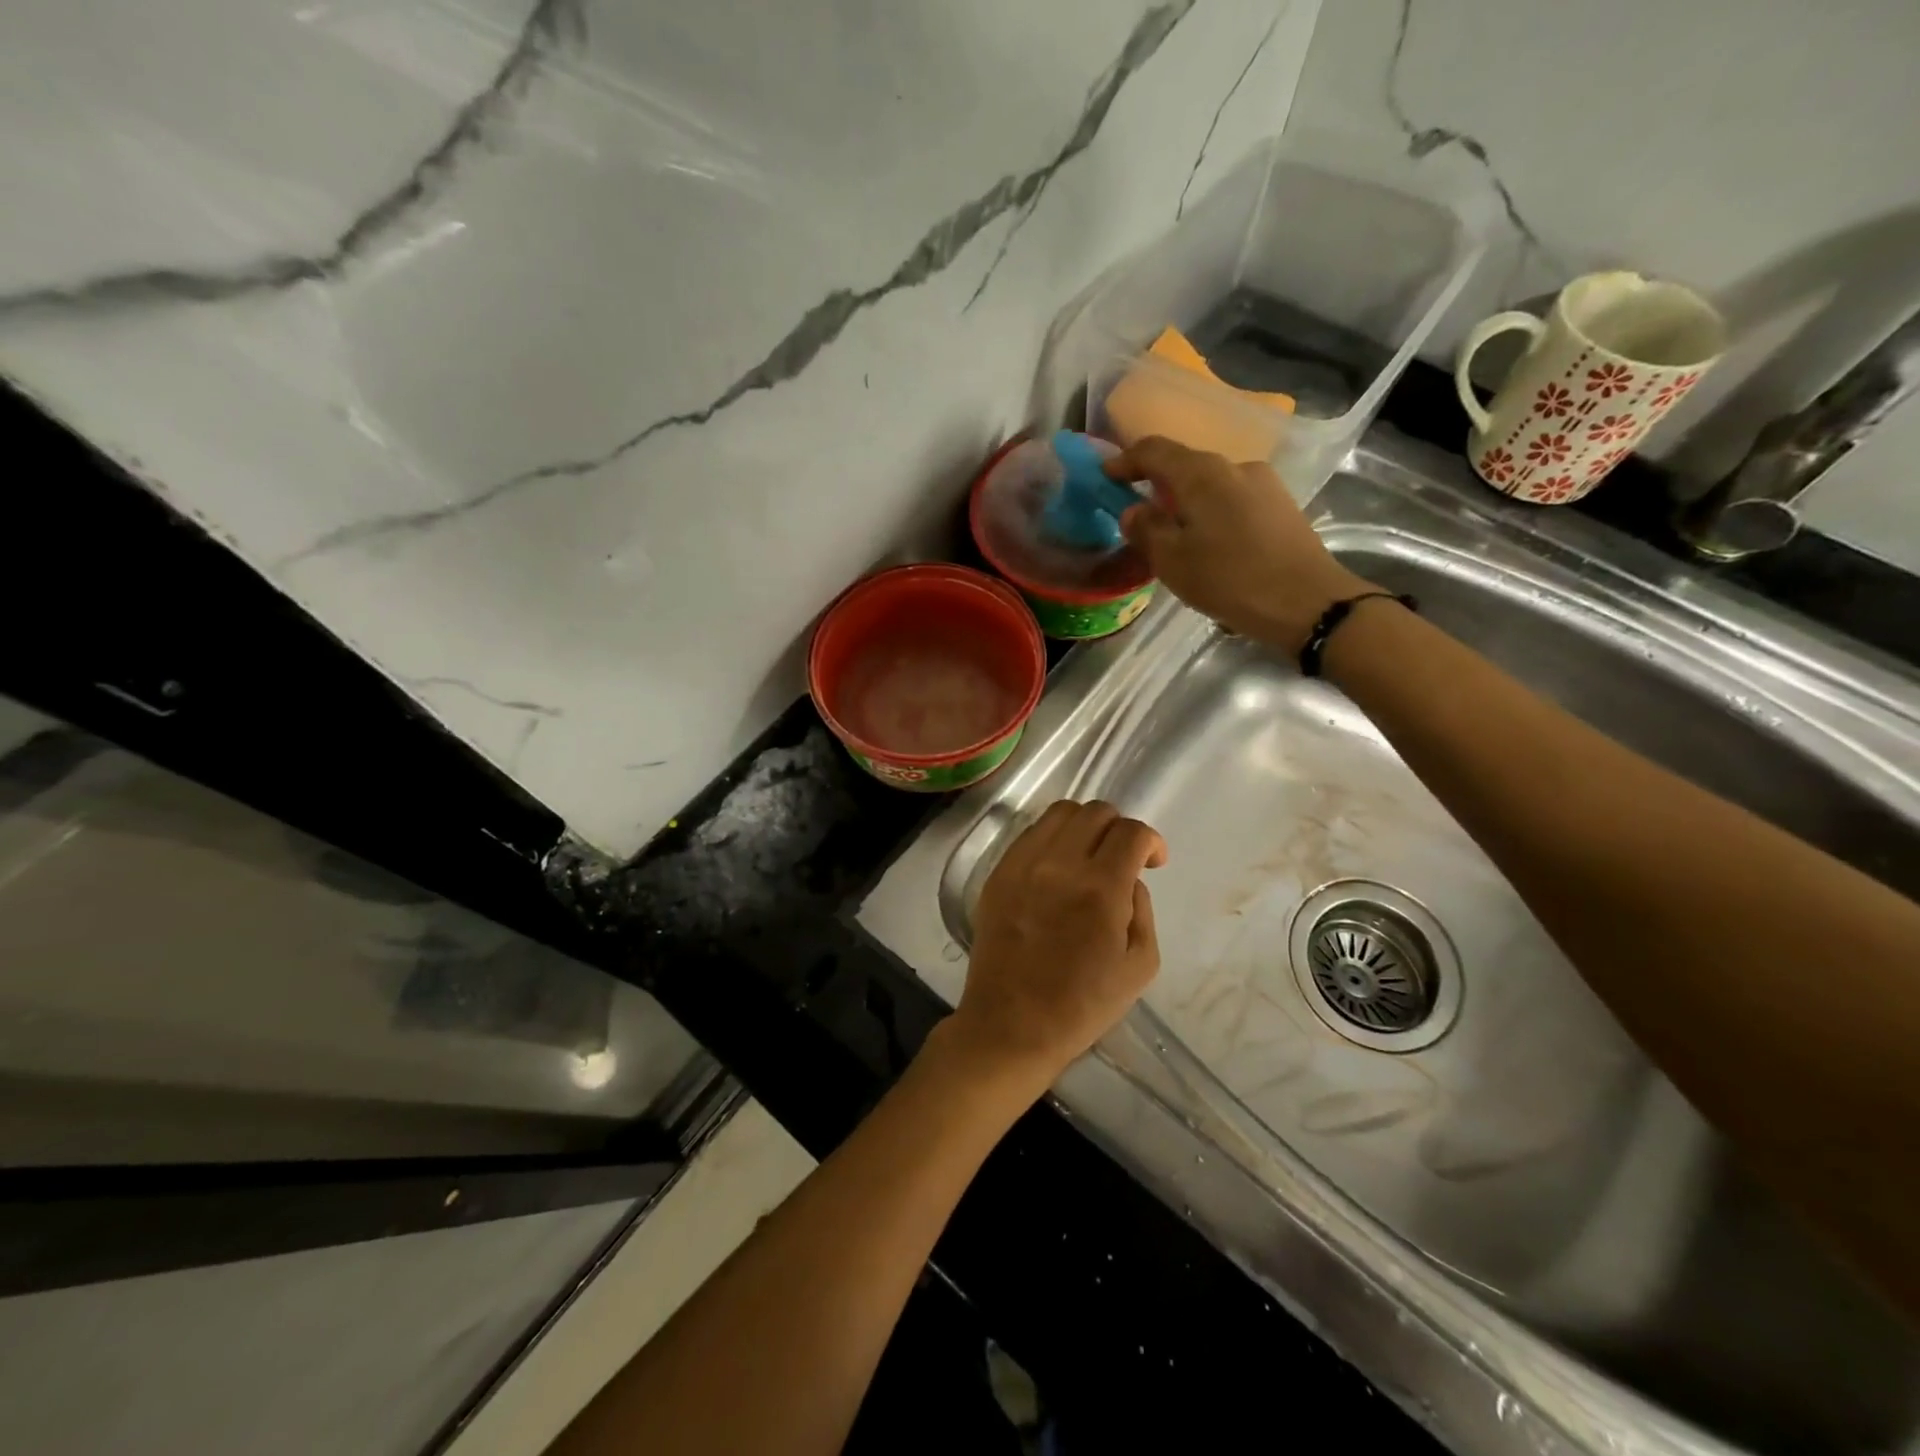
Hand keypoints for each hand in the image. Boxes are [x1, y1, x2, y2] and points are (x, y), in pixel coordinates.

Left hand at [945, 800, 1167, 1088]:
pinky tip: (1056, 867)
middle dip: (1119, 828)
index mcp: (1100, 888)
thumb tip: (1129, 880)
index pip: (1131, 832)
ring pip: (1059, 814)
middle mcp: (1059, 864)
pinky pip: (1029, 834)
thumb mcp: (1140, 966)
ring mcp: (1022, 865)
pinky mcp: (997, 874)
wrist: (1011, 1025)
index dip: (1151, 841)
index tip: (1153, 861)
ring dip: (1084, 825)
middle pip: (1095, 812)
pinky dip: (1052, 839)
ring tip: (1088, 854)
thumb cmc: (1082, 1005)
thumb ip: (1143, 910)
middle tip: (1122, 857)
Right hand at [1108, 436, 1374, 652]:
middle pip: (1184, 465)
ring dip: (1185, 502)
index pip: (1154, 450)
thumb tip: (1132, 511)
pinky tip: (1209, 544)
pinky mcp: (1280, 505)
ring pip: (1210, 485)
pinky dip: (1210, 513)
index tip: (1105, 477)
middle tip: (1136, 513)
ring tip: (1174, 536)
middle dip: (1156, 484)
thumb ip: (1145, 530)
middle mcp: (1234, 466)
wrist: (1308, 602)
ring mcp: (1263, 483)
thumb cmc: (1231, 580)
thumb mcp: (1173, 562)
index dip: (1125, 461)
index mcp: (1202, 473)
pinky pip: (1232, 499)